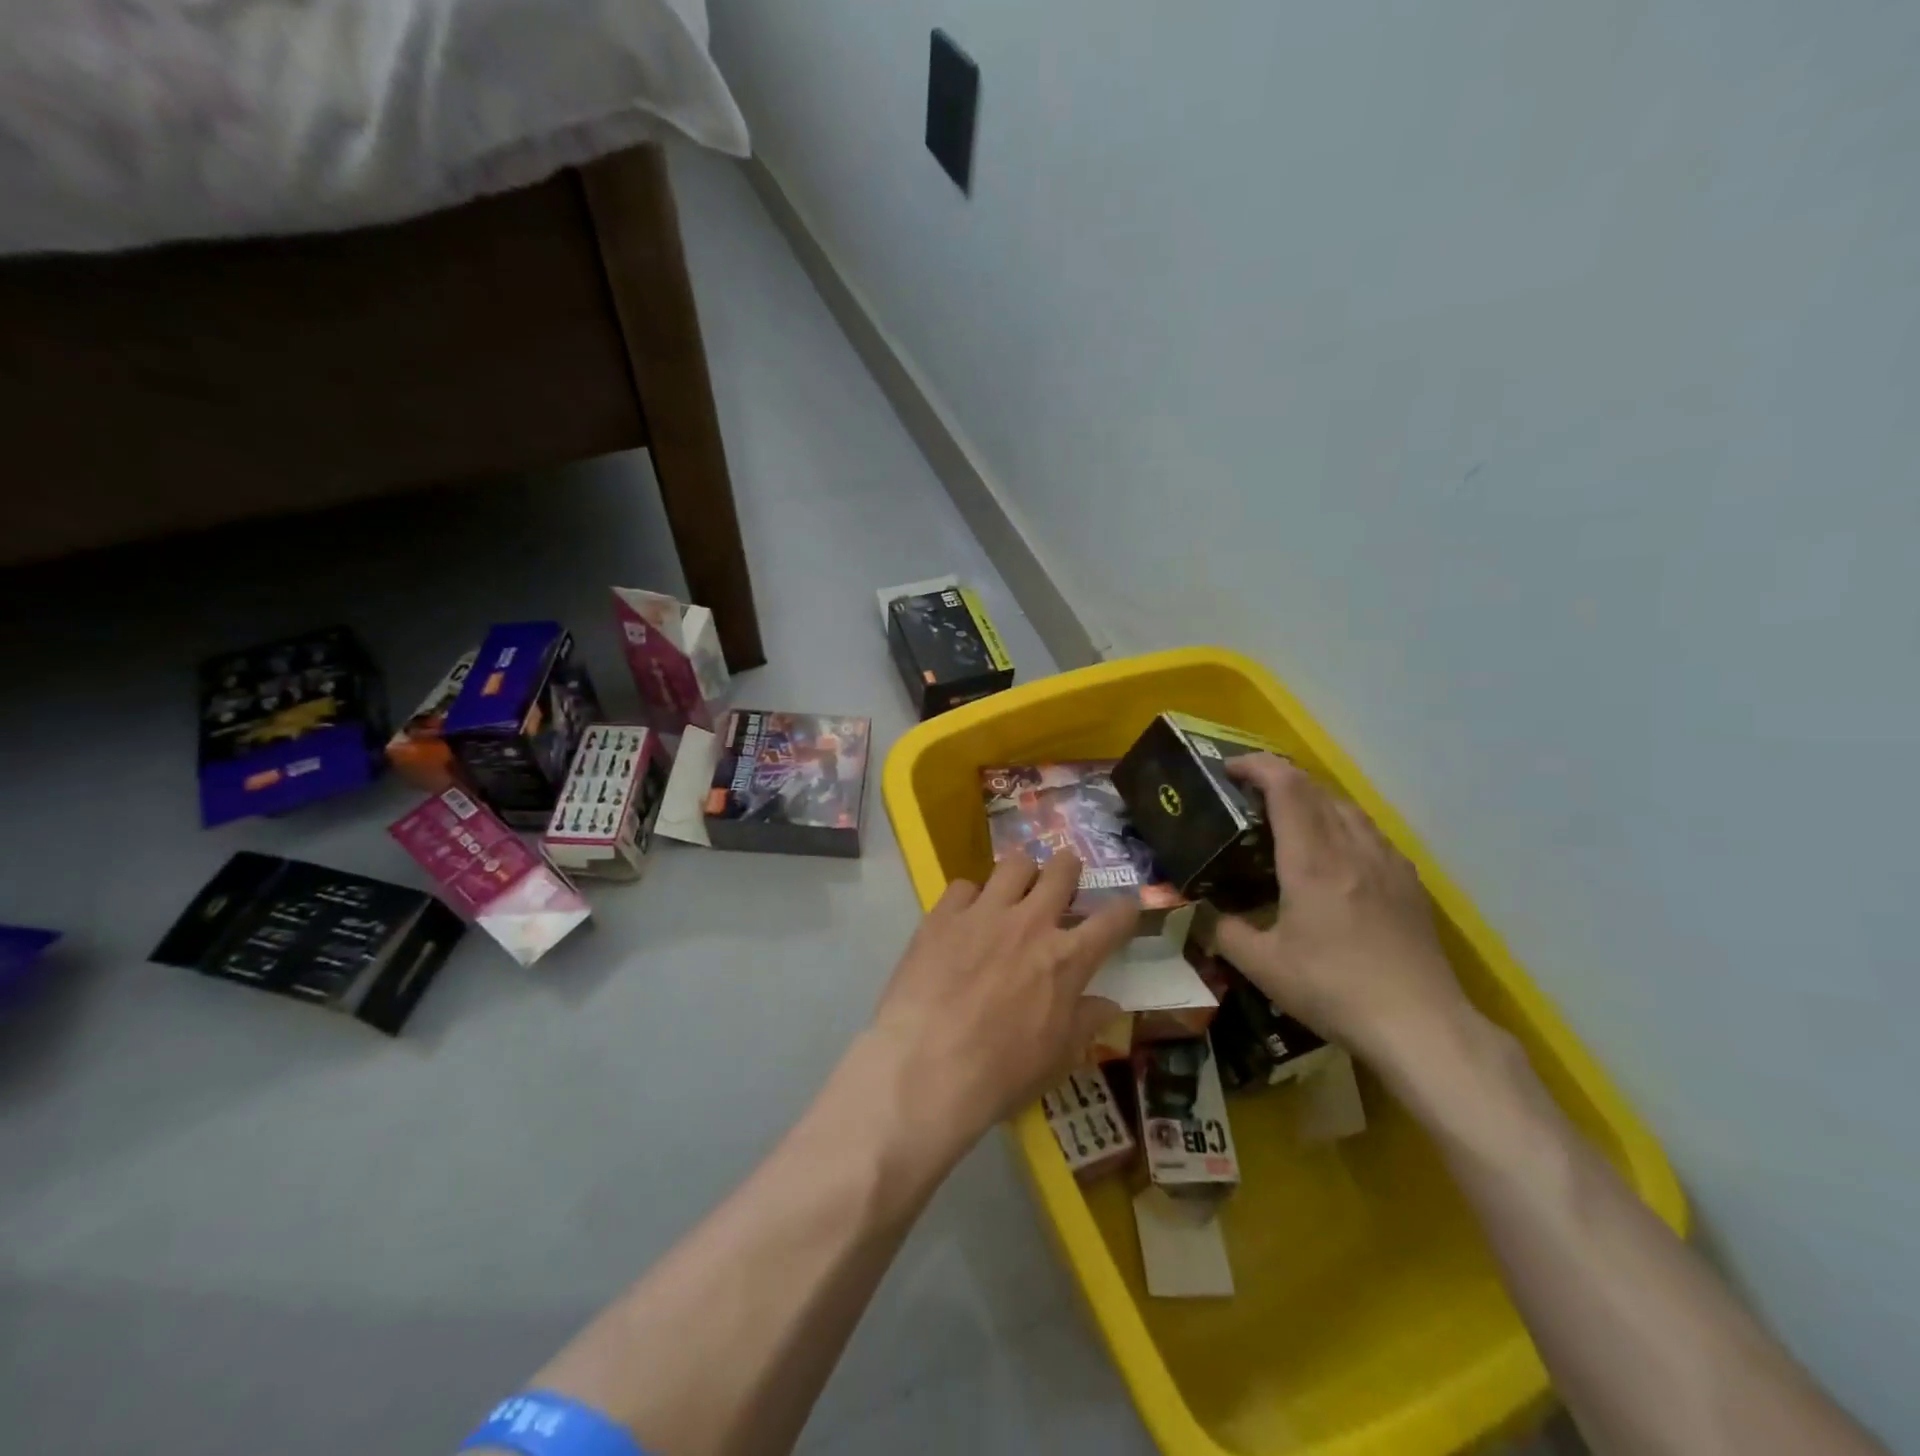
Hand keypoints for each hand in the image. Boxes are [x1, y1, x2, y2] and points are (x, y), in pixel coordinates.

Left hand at [867, 851, 1134, 1156]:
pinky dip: (970, 898)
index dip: (1125, 910)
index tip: (1126, 908)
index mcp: (1066, 959)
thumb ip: (1086, 1021)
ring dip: (1021, 874)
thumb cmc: (1001, 1073)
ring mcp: (984, 913)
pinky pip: (963, 886)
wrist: (926, 1068)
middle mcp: (1030, 923)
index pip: (1112, 920)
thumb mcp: (1057, 1057)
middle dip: (1069, 868)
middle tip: (1064, 879)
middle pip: (1062, 870)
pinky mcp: (943, 915)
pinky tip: (964, 916)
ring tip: (1014, 890)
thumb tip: (1109, 1004)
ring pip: (1014, 864)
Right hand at [1213, 754, 1470, 1077]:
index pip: (1286, 787)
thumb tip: (1200, 915)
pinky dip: (1341, 824)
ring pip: (1347, 807)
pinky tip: (1336, 854)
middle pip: (1316, 788)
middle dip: (1278, 778)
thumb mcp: (1263, 966)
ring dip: (1312, 799)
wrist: (1421, 1024)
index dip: (1256, 766)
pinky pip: (1370, 832)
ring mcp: (1386, 862)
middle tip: (1248, 795)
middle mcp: (1351, 848)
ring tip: (1289, 819)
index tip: (1229, 770)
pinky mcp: (1408, 882)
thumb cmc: (1333, 989)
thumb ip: (1223, 932)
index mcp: (1312, 860)